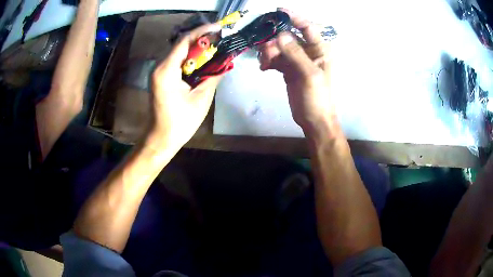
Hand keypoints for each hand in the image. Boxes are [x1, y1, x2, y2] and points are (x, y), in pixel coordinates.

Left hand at [149, 23, 223, 148]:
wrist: (161, 138)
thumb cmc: (181, 122)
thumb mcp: (201, 98)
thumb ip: (214, 76)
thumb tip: (226, 62)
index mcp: (166, 70)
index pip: (184, 41)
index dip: (202, 31)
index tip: (219, 27)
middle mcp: (159, 67)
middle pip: (180, 44)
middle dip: (201, 39)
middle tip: (220, 38)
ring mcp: (158, 72)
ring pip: (178, 52)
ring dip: (196, 48)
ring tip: (215, 47)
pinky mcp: (160, 77)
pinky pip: (176, 61)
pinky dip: (190, 58)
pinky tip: (202, 61)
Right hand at [259, 9, 332, 134]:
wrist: (314, 120)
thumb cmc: (317, 98)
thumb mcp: (309, 74)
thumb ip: (295, 54)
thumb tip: (280, 35)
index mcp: (320, 50)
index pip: (307, 27)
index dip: (294, 17)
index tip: (278, 11)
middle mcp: (309, 51)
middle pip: (289, 36)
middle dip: (275, 40)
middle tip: (266, 51)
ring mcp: (297, 60)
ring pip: (280, 47)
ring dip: (269, 52)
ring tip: (265, 63)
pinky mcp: (288, 69)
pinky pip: (276, 59)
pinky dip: (268, 61)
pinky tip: (264, 69)